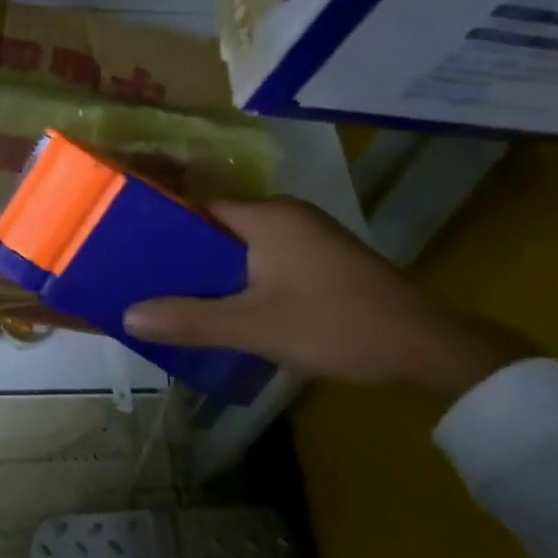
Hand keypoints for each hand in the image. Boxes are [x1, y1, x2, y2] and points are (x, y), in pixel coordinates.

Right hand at [124, 198, 533, 399]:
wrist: (429, 350)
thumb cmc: (336, 325)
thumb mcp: (254, 327)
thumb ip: (190, 320)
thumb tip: (127, 316)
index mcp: (267, 216)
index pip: (197, 208)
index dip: (161, 228)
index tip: (129, 251)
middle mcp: (287, 216)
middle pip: (217, 227)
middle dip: (183, 255)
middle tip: (144, 281)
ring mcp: (309, 237)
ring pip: (242, 247)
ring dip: (212, 270)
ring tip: (173, 297)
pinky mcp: (323, 260)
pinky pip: (265, 260)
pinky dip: (240, 279)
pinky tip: (224, 307)